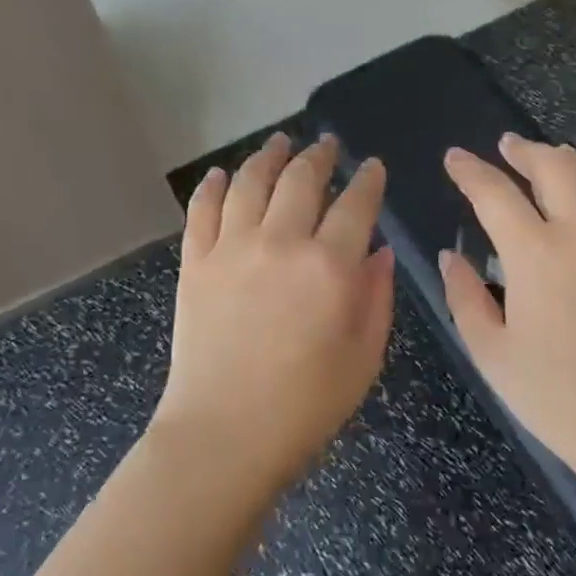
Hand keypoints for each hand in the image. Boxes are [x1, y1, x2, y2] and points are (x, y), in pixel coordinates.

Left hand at [154, 133, 394, 496]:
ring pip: (251, 181)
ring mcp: (232, 247)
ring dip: (268, 155)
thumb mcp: (364, 357)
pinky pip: (203, 209)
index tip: (373, 167)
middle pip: (301, 179)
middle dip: (320, 156)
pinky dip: (213, 185)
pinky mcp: (195, 261)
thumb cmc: (306, 405)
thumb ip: (377, 297)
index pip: (356, 205)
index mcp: (330, 266)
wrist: (225, 433)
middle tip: (327, 145)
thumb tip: (380, 251)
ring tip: (279, 141)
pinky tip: (222, 174)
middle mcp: (281, 242)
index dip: (368, 180)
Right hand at [438, 135, 575, 494]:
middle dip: (525, 151)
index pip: (494, 194)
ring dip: (573, 162)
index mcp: (536, 254)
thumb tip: (451, 256)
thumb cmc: (559, 399)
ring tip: (555, 155)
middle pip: (554, 169)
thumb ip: (464, 297)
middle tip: (506, 145)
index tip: (454, 157)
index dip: (470, 171)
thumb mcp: (492, 353)